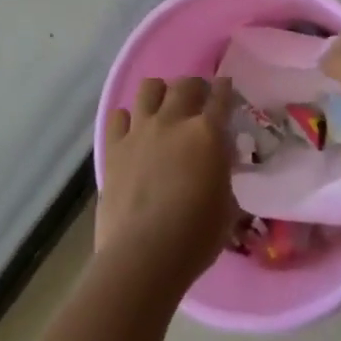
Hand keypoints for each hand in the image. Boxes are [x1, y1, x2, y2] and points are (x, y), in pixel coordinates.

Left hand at [97, 77, 236, 289]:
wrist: (143, 256)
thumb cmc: (194, 237)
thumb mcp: (226, 206)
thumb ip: (223, 174)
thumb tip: (219, 161)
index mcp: (207, 133)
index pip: (221, 97)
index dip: (225, 88)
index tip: (226, 87)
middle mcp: (173, 120)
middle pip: (185, 84)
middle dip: (195, 87)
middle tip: (199, 100)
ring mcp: (140, 130)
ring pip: (149, 88)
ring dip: (160, 92)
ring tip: (164, 106)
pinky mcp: (114, 147)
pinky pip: (118, 116)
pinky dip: (127, 118)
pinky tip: (133, 130)